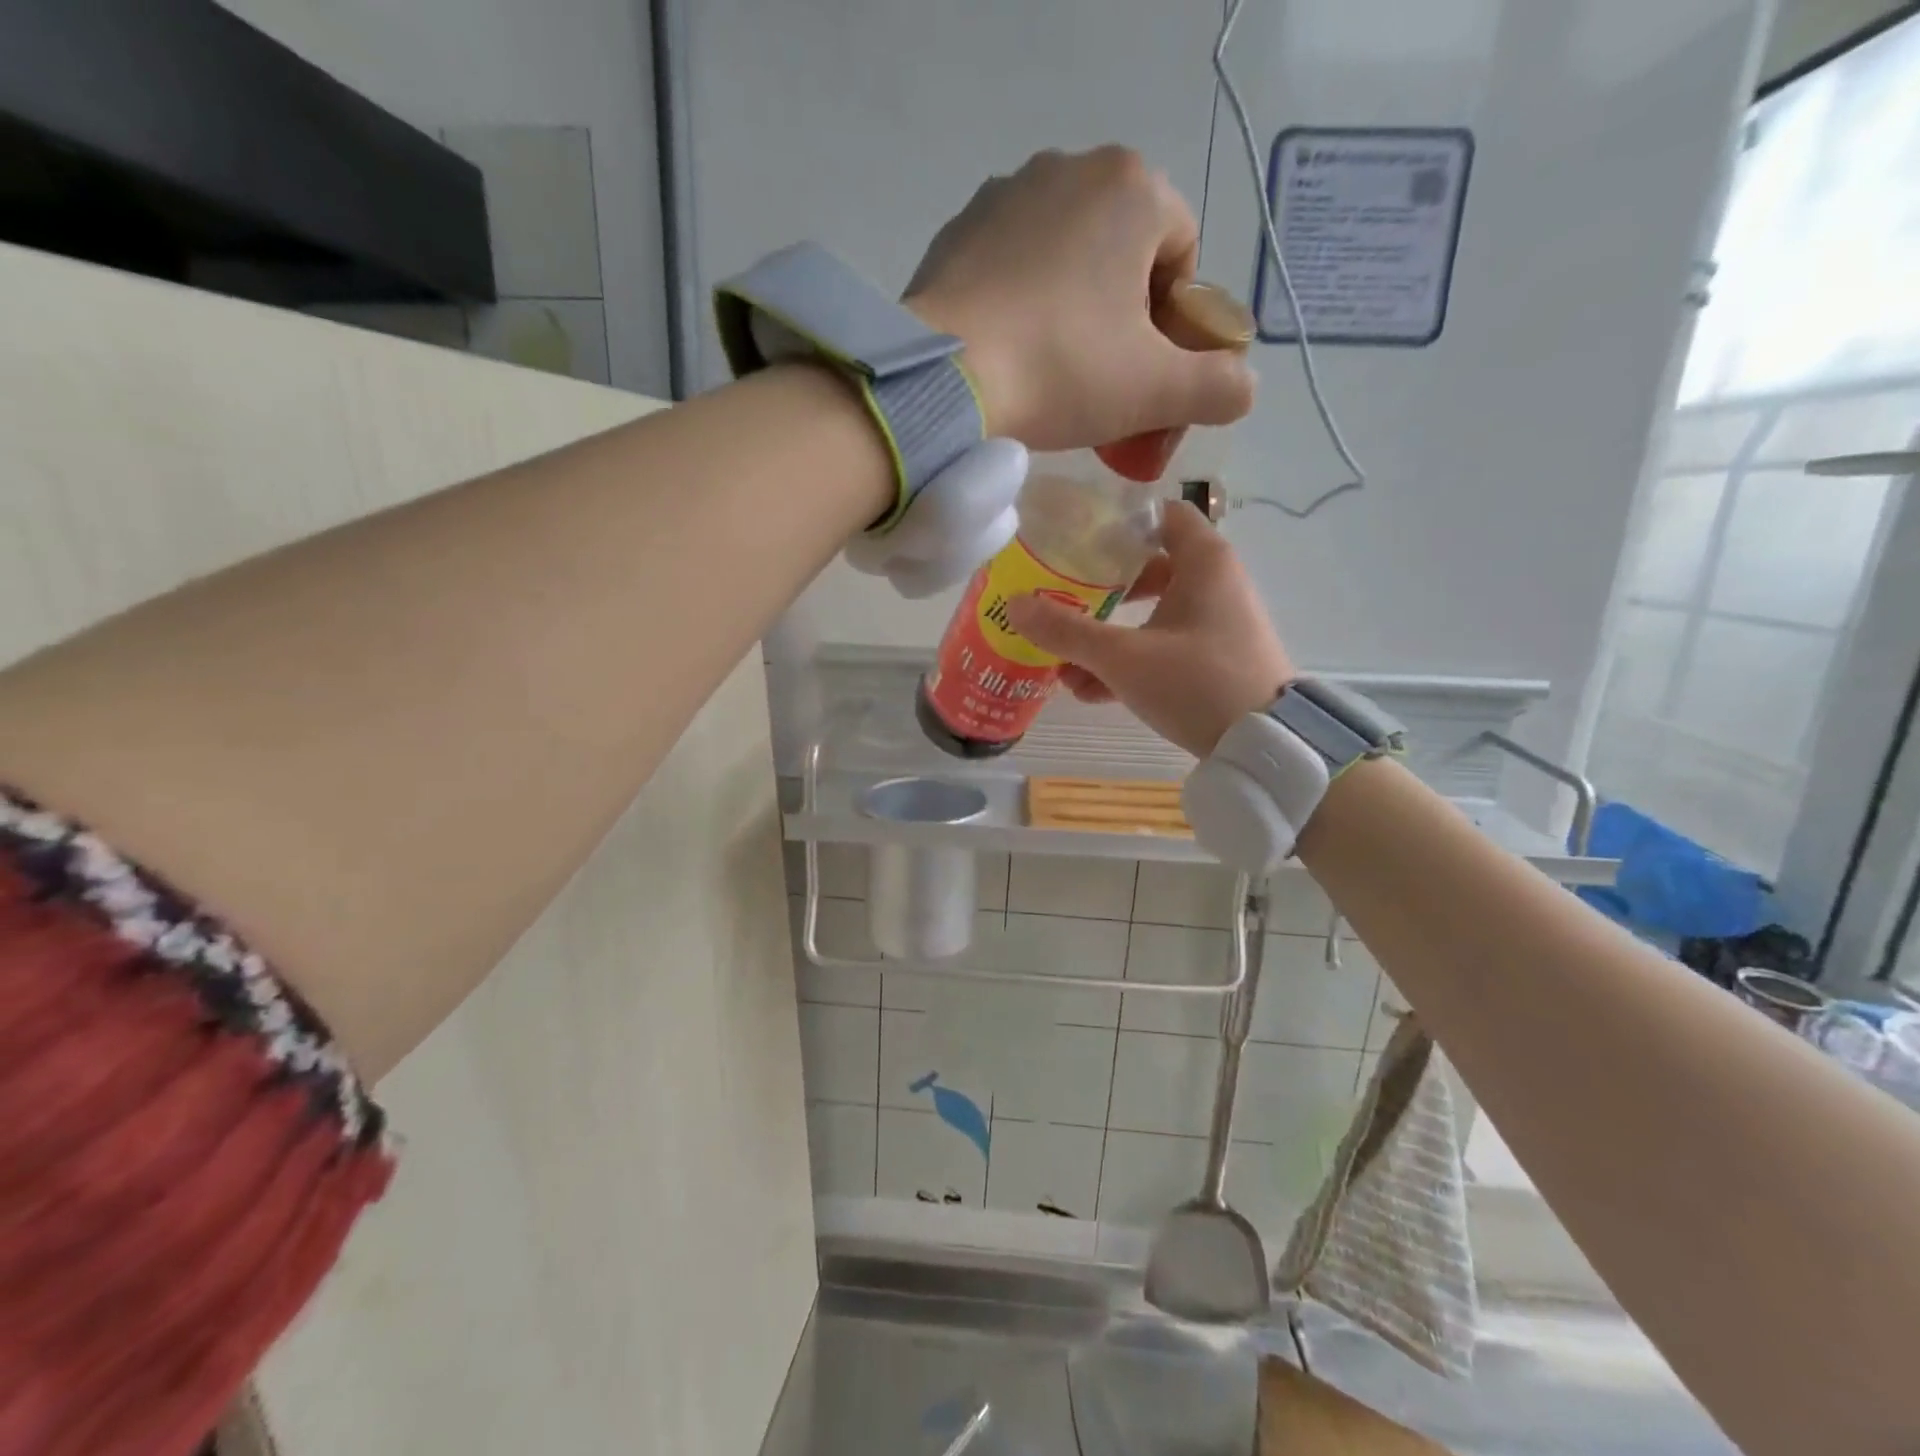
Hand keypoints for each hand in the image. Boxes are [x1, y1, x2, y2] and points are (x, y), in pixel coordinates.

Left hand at [905, 147, 1256, 450]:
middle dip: (1124, 320)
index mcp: (1132, 187)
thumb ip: (1218, 386)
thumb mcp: (1156, 391)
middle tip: (1103, 385)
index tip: (1147, 376)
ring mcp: (1004, 196)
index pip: (1182, 255)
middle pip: (1122, 255)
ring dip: (1073, 314)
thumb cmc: (1063, 371)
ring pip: (1065, 262)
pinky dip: (1022, 309)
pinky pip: (1011, 271)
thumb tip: (1244, 387)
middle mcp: (1068, 169)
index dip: (1174, 324)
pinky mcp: (956, 233)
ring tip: (1052, 376)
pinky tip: (1010, 358)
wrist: (943, 382)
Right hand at [1003, 502, 1292, 756]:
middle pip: (1148, 569)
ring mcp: (1216, 626)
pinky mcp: (1215, 662)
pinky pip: (1164, 649)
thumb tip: (1014, 605)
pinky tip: (1090, 692)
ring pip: (1151, 617)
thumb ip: (1066, 631)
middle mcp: (1215, 585)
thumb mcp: (1122, 657)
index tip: (1075, 538)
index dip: (1118, 522)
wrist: (1262, 747)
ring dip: (1107, 637)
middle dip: (1099, 590)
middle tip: (1060, 599)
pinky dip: (1130, 663)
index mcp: (1203, 563)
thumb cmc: (1196, 682)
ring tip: (1063, 663)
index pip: (1160, 515)